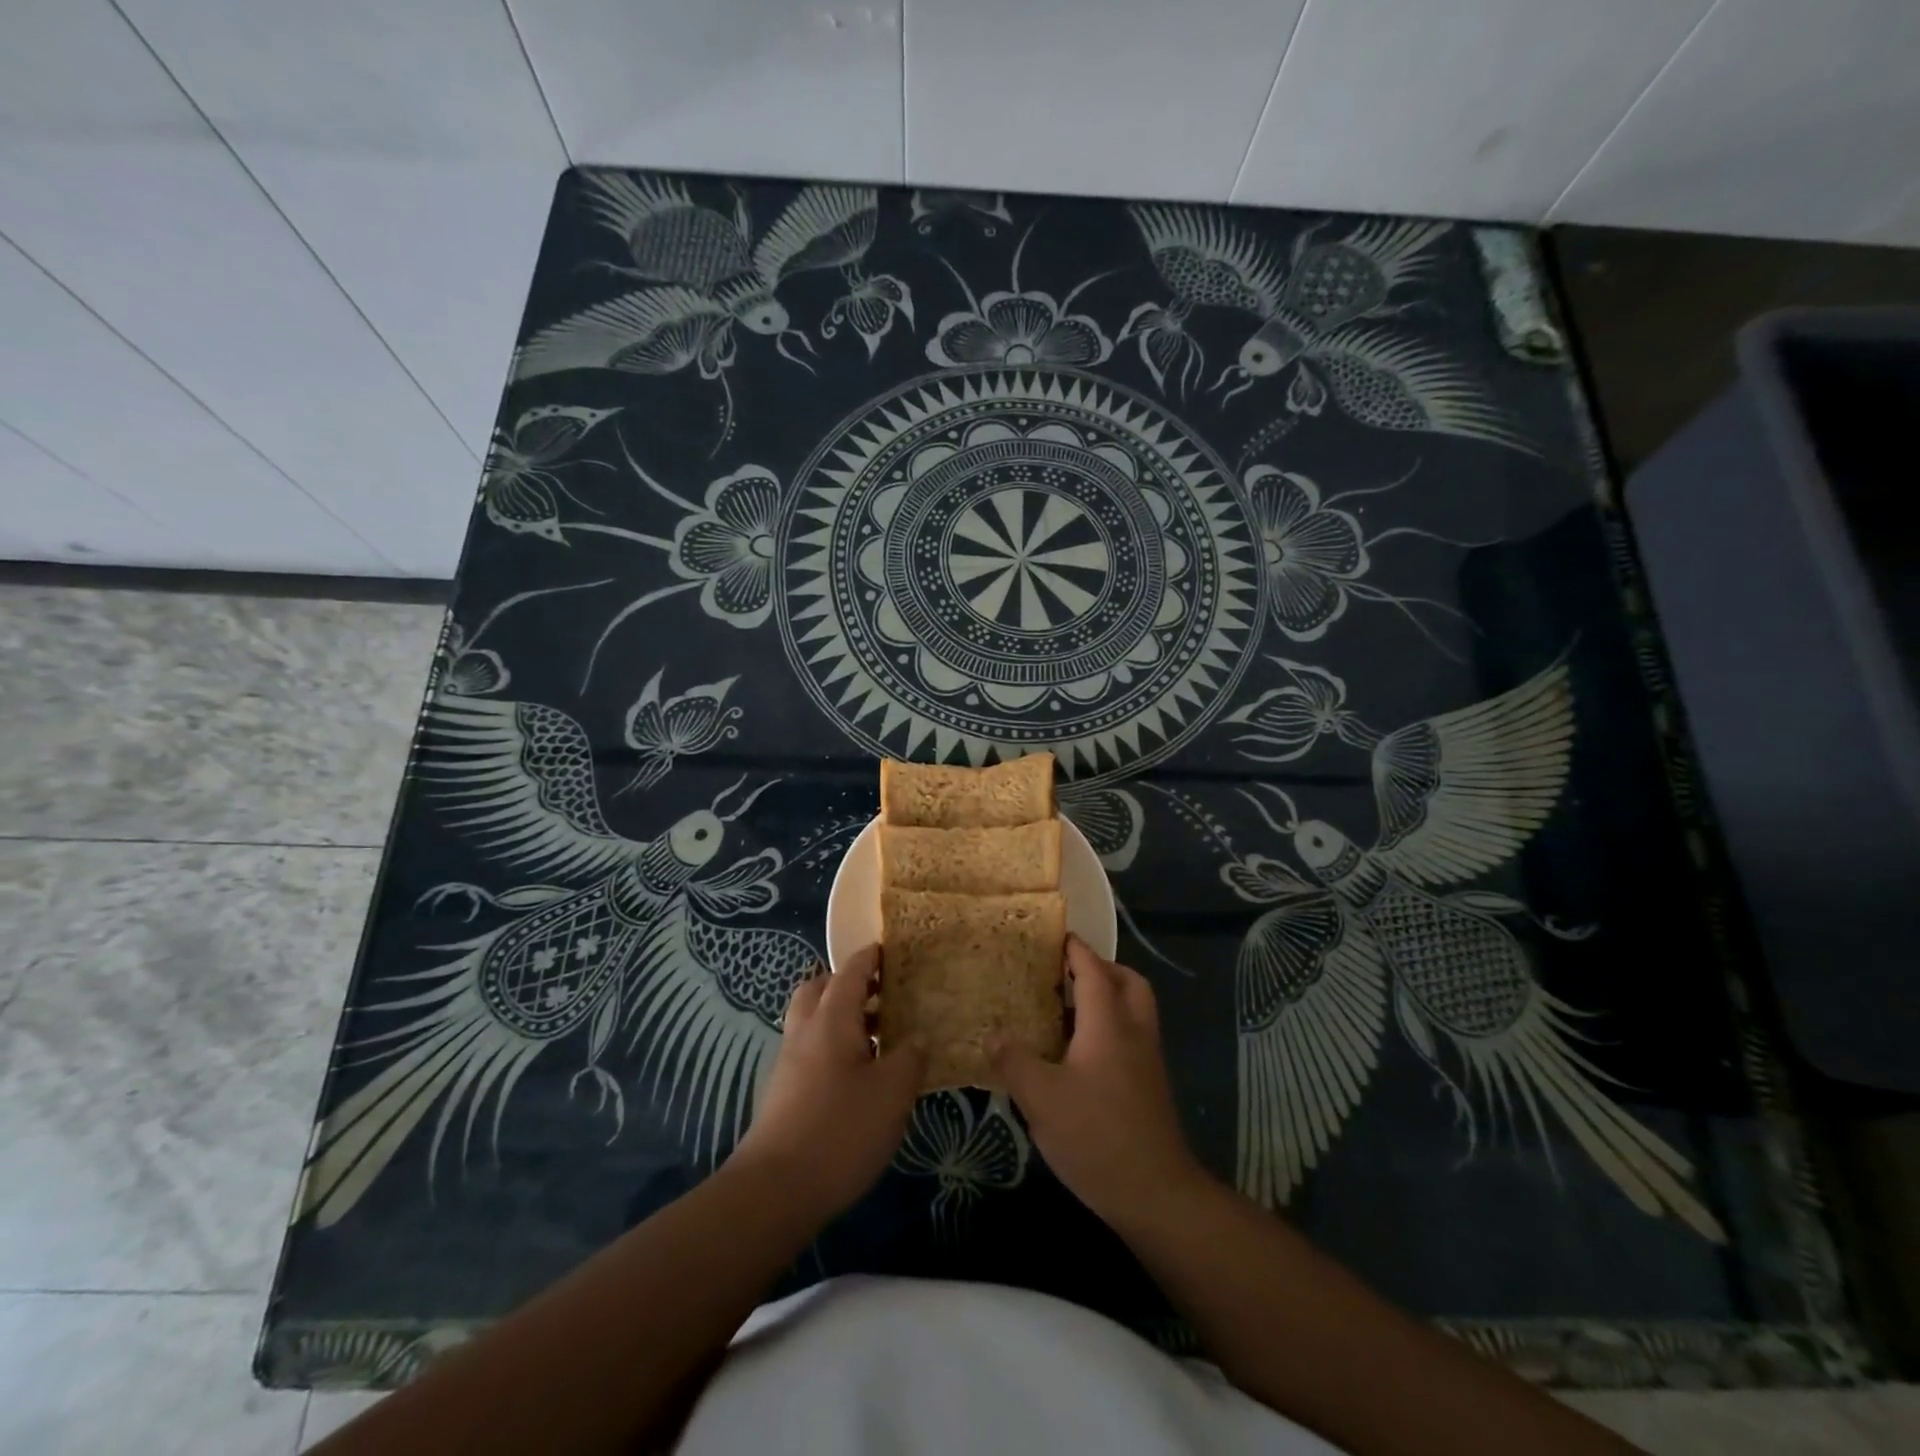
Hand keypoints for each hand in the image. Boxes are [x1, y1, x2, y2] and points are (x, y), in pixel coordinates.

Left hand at [731, 946, 923, 1219]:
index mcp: (832, 1019)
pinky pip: (810, 1050)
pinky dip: (833, 1046)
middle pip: (820, 989)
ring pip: (813, 1021)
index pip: (851, 971)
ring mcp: (789, 1063)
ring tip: (880, 1036)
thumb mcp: (892, 1093)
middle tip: (882, 993)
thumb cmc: (840, 1130)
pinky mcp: (784, 1093)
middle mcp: (805, 1031)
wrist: (774, 1191)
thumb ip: (910, 1058)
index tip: (890, 949)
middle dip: (848, 983)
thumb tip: (916, 1040)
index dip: (870, 957)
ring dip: (841, 1017)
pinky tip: (859, 1075)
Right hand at [993, 937, 1209, 1227]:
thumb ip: (1014, 1061)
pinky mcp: (1150, 1085)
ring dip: (1109, 996)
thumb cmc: (1096, 1135)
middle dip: (1101, 968)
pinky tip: (1080, 1052)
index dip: (1075, 950)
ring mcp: (1147, 1059)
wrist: (1156, 1193)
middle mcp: (1134, 1031)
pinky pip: (1132, 1035)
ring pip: (1134, 1009)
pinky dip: (1111, 1025)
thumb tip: (994, 1035)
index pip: (1093, 971)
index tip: (1055, 935)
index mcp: (1108, 1023)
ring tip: (1068, 1008)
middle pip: (1127, 982)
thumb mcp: (1041, 1099)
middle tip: (1067, 972)